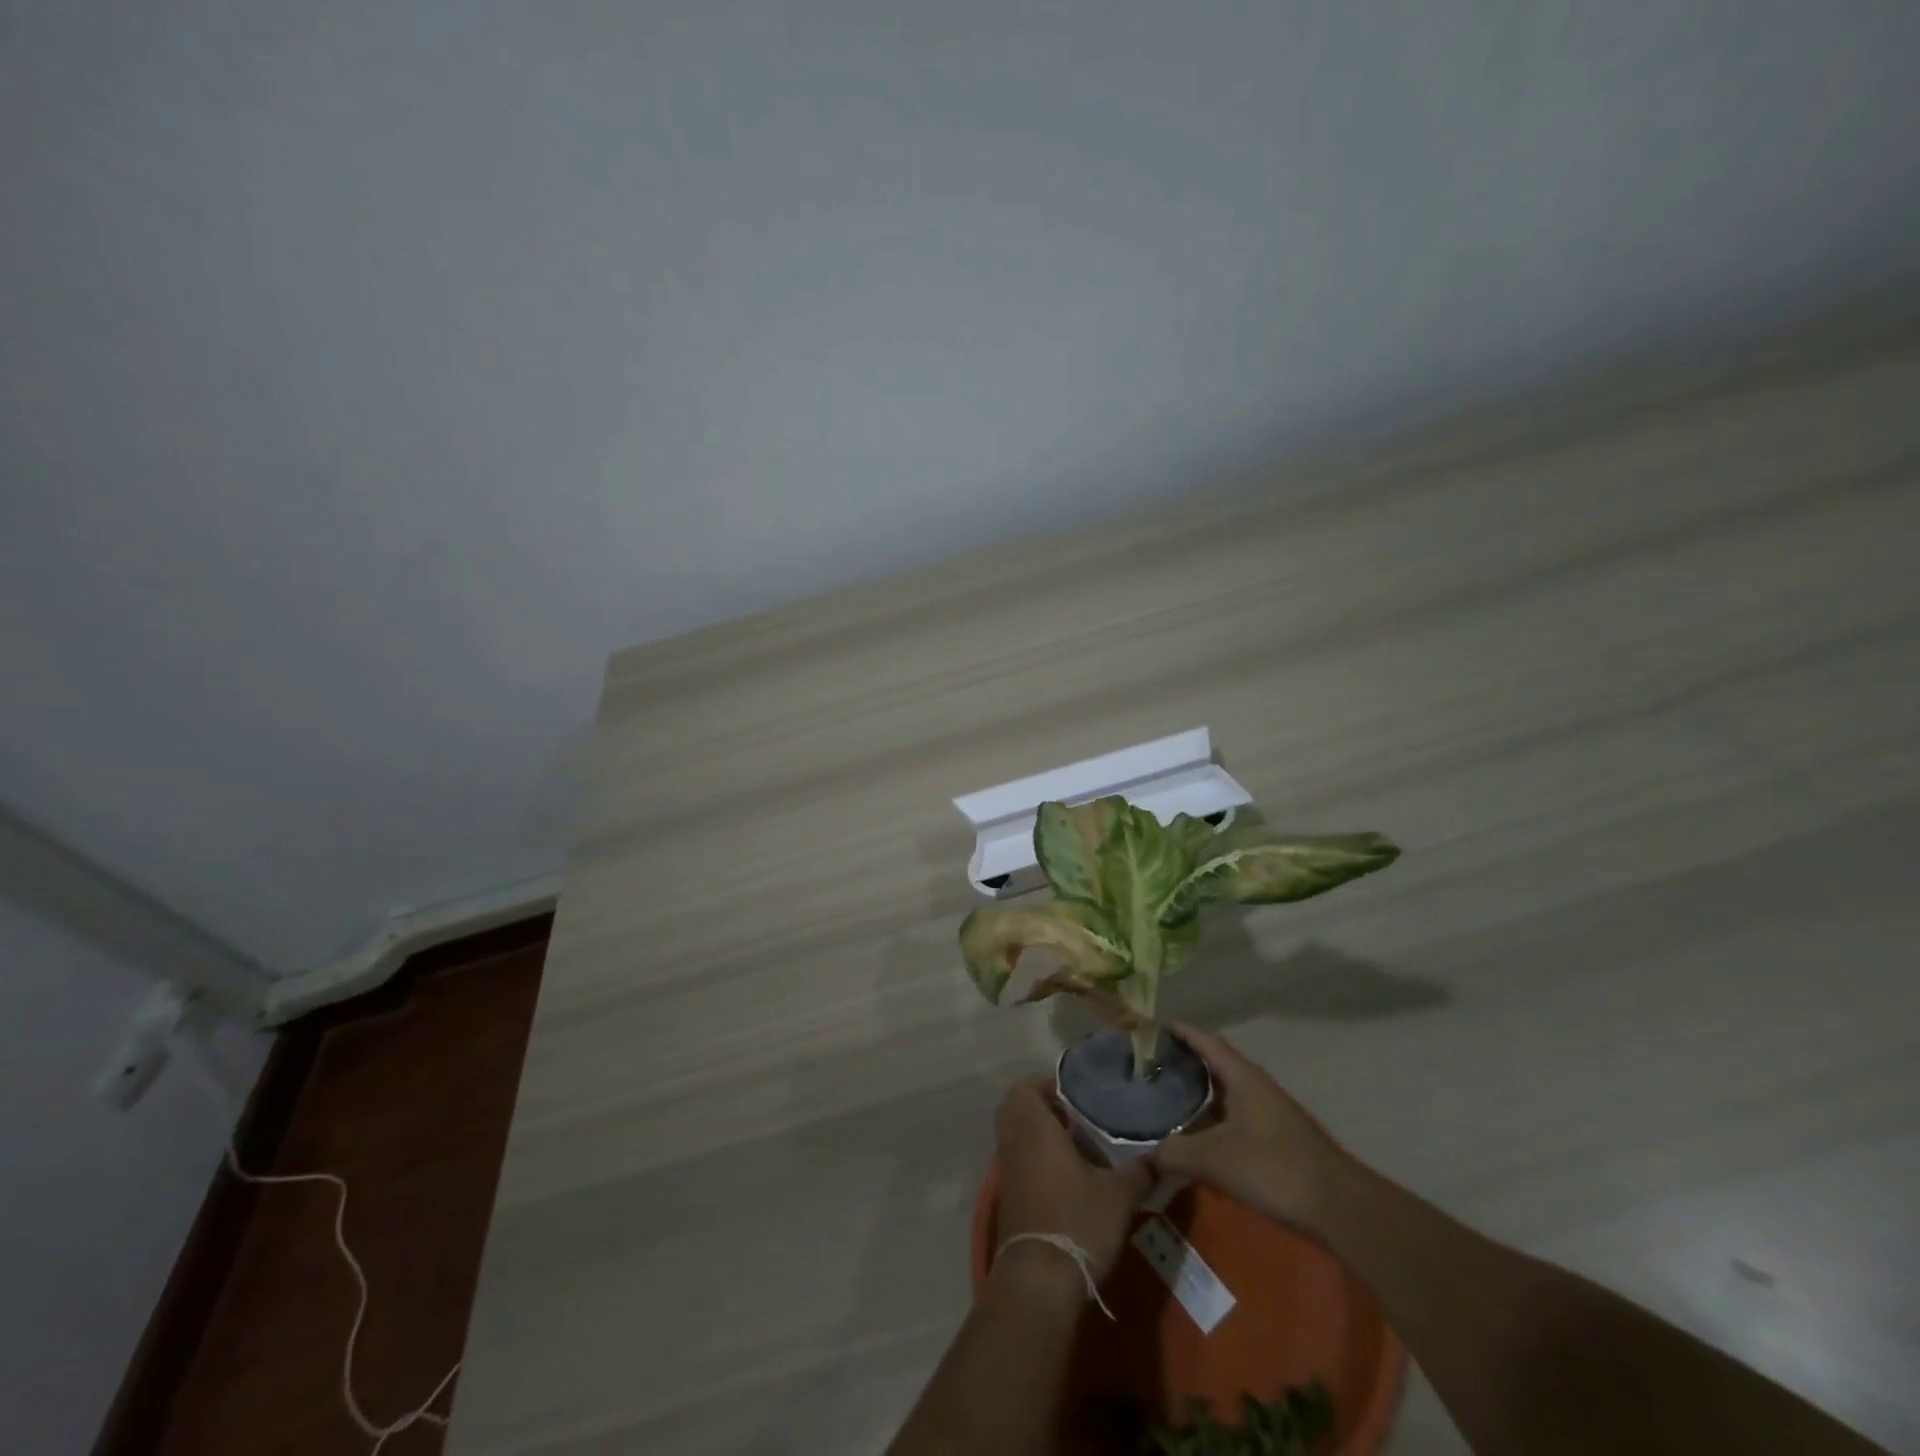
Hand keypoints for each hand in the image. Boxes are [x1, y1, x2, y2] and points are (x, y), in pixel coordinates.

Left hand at [993, 1077, 1151, 1289]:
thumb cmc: (1077, 1222)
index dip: (1046, 1084)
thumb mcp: (1118, 1197)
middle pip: (1017, 1108)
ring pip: (1016, 1136)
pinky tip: (1067, 1175)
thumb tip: (1163, 1157)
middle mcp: (1014, 1142)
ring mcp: (1007, 1171)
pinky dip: (1035, 1157)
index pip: (1026, 1087)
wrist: (1039, 1280)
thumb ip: (1139, 1172)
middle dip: (1041, 1106)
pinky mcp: (1009, 1197)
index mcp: (1034, 1128)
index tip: (1075, 1092)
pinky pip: (1018, 1160)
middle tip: (1074, 1114)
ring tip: (1077, 1144)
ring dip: (1039, 1133)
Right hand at [1149, 1023, 1348, 1234]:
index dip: (1178, 1031)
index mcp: (1241, 1076)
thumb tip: (1143, 1154)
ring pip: (1224, 1091)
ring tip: (1163, 1100)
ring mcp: (1268, 1111)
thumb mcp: (1215, 1159)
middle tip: (1148, 1068)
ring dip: (1197, 1093)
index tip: (1148, 1030)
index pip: (1204, 1040)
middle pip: (1213, 1063)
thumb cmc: (1273, 1168)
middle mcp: (1255, 1085)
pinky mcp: (1275, 1136)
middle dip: (1182, 1062)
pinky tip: (1195, 1136)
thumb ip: (1174, 1152)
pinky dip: (1211, 1117)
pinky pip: (1234, 1114)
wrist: (1338, 1207)